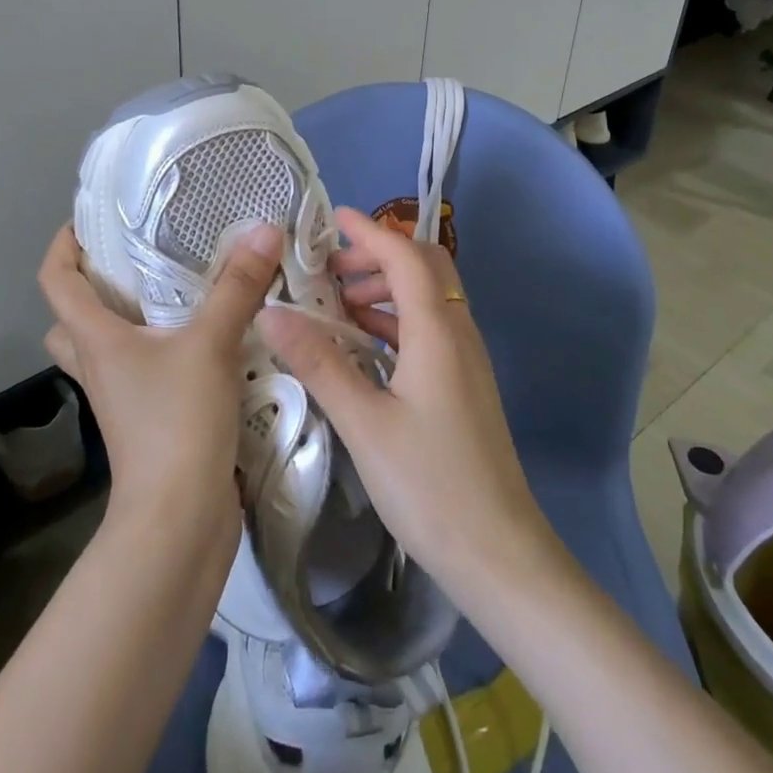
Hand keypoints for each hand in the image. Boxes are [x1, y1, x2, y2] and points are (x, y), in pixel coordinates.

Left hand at [37, 223, 282, 536]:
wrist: (180, 518)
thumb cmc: (176, 422)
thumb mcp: (210, 344)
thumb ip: (238, 287)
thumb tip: (264, 229)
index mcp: (96, 340)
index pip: (56, 281)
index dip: (63, 246)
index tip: (88, 221)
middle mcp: (100, 366)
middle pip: (72, 319)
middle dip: (93, 287)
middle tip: (135, 260)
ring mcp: (122, 398)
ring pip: (107, 348)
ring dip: (128, 321)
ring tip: (174, 292)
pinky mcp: (148, 420)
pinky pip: (143, 371)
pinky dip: (162, 350)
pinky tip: (206, 338)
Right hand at [256, 208, 556, 599]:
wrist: (499, 553)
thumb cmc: (430, 484)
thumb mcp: (364, 422)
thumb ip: (319, 363)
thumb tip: (273, 313)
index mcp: (438, 331)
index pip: (405, 256)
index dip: (370, 231)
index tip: (332, 218)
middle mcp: (458, 333)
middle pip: (424, 268)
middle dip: (377, 256)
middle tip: (328, 270)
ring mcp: (466, 360)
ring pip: (428, 299)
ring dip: (386, 289)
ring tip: (337, 305)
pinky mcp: (464, 386)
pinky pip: (430, 330)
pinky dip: (395, 320)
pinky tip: (363, 347)